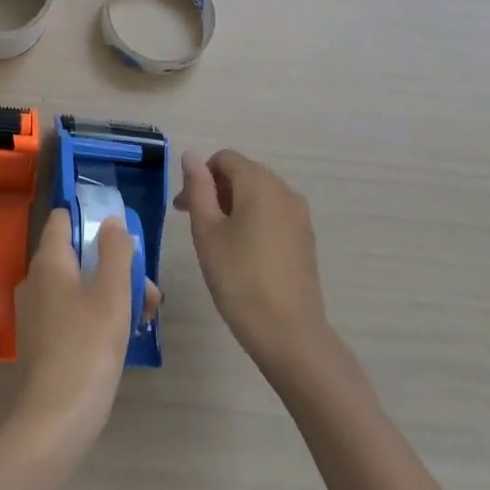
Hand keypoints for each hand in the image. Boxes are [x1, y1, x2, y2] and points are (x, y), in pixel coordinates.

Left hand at [12, 210, 161, 452]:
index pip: (63, 218)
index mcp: (49, 261)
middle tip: (149, 293)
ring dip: (112, 293)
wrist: (55, 420)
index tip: (121, 237)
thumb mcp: (112, 293)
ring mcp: (36, 312)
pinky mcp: (41, 341)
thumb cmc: (87, 347)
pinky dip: (96, 315)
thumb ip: (115, 251)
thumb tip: (112, 221)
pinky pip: (71, 312)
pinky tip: (122, 338)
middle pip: (77, 255)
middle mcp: (36, 280)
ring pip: (78, 286)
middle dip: (115, 266)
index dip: (91, 219)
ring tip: (145, 318)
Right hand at [175, 149, 330, 374]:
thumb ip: (198, 188)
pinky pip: (274, 213)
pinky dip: (253, 220)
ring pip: (259, 194)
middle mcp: (284, 190)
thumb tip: (191, 156)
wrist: (289, 333)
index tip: (184, 208)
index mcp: (259, 183)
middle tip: (194, 224)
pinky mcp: (306, 238)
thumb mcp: (207, 231)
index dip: (200, 176)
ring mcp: (299, 215)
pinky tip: (243, 252)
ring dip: (233, 205)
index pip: (224, 159)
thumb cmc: (239, 277)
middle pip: (243, 173)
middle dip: (215, 190)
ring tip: (217, 240)